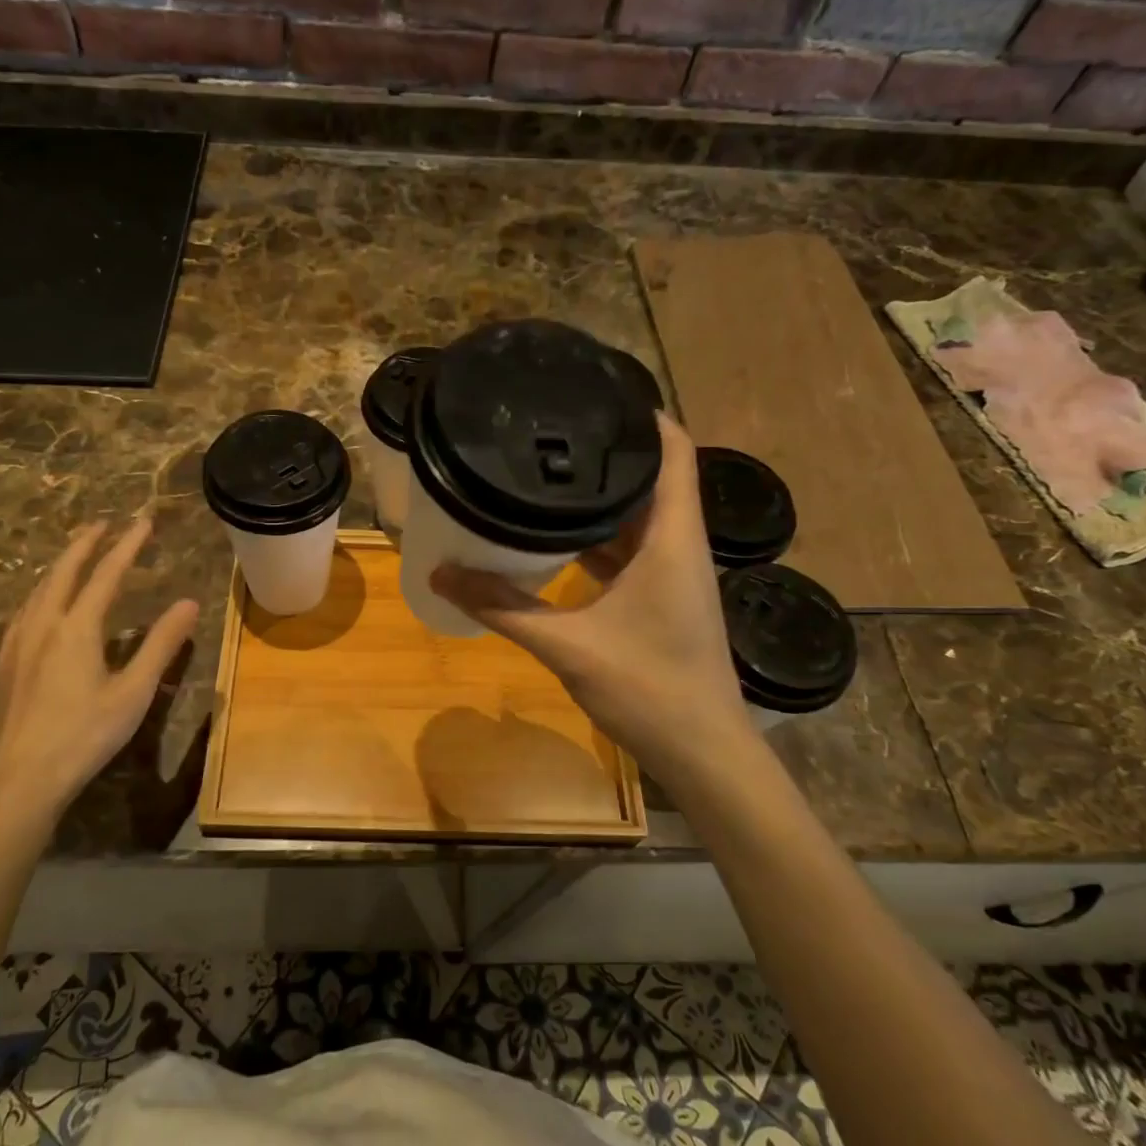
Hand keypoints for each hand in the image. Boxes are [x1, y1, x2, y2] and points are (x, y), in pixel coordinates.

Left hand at [0, 517, 198, 823]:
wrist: (17, 780)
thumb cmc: (83, 736)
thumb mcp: (133, 692)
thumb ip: (161, 645)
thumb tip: (189, 604)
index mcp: (77, 628)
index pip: (106, 574)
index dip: (127, 546)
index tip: (143, 522)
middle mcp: (43, 625)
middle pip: (63, 572)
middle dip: (84, 544)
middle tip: (101, 524)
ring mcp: (17, 644)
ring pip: (38, 590)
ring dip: (60, 566)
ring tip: (74, 556)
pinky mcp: (3, 665)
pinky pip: (24, 611)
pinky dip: (41, 592)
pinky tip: (40, 606)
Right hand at [430, 413, 752, 789]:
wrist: (703, 753)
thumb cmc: (650, 688)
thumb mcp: (568, 644)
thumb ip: (502, 607)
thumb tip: (442, 573)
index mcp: (671, 537)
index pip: (673, 449)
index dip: (642, 414)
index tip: (593, 392)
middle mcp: (678, 544)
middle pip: (651, 477)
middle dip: (605, 452)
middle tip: (549, 430)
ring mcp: (673, 573)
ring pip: (638, 516)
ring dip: (600, 497)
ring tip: (545, 474)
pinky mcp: (662, 598)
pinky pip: (630, 550)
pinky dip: (598, 538)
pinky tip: (557, 538)